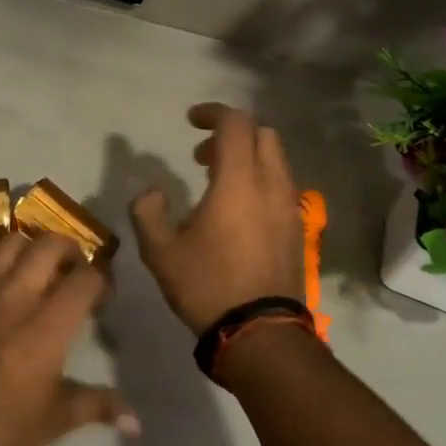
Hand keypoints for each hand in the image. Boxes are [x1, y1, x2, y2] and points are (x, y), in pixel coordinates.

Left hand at [0, 232, 137, 445]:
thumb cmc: (1, 425)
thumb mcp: (56, 418)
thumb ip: (98, 406)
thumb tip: (137, 423)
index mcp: (49, 323)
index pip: (86, 278)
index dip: (101, 279)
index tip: (101, 295)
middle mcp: (17, 294)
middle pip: (49, 245)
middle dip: (69, 250)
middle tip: (71, 267)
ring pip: (9, 241)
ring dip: (28, 247)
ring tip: (32, 264)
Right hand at [129, 103, 304, 334]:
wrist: (260, 332)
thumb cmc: (207, 285)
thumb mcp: (160, 251)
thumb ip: (148, 212)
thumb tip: (153, 192)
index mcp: (238, 181)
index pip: (235, 124)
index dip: (212, 113)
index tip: (190, 121)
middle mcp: (271, 185)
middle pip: (263, 134)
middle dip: (233, 133)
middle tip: (202, 156)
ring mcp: (290, 207)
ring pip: (277, 160)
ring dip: (248, 157)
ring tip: (217, 183)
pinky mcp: (297, 229)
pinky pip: (282, 186)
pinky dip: (261, 181)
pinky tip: (238, 212)